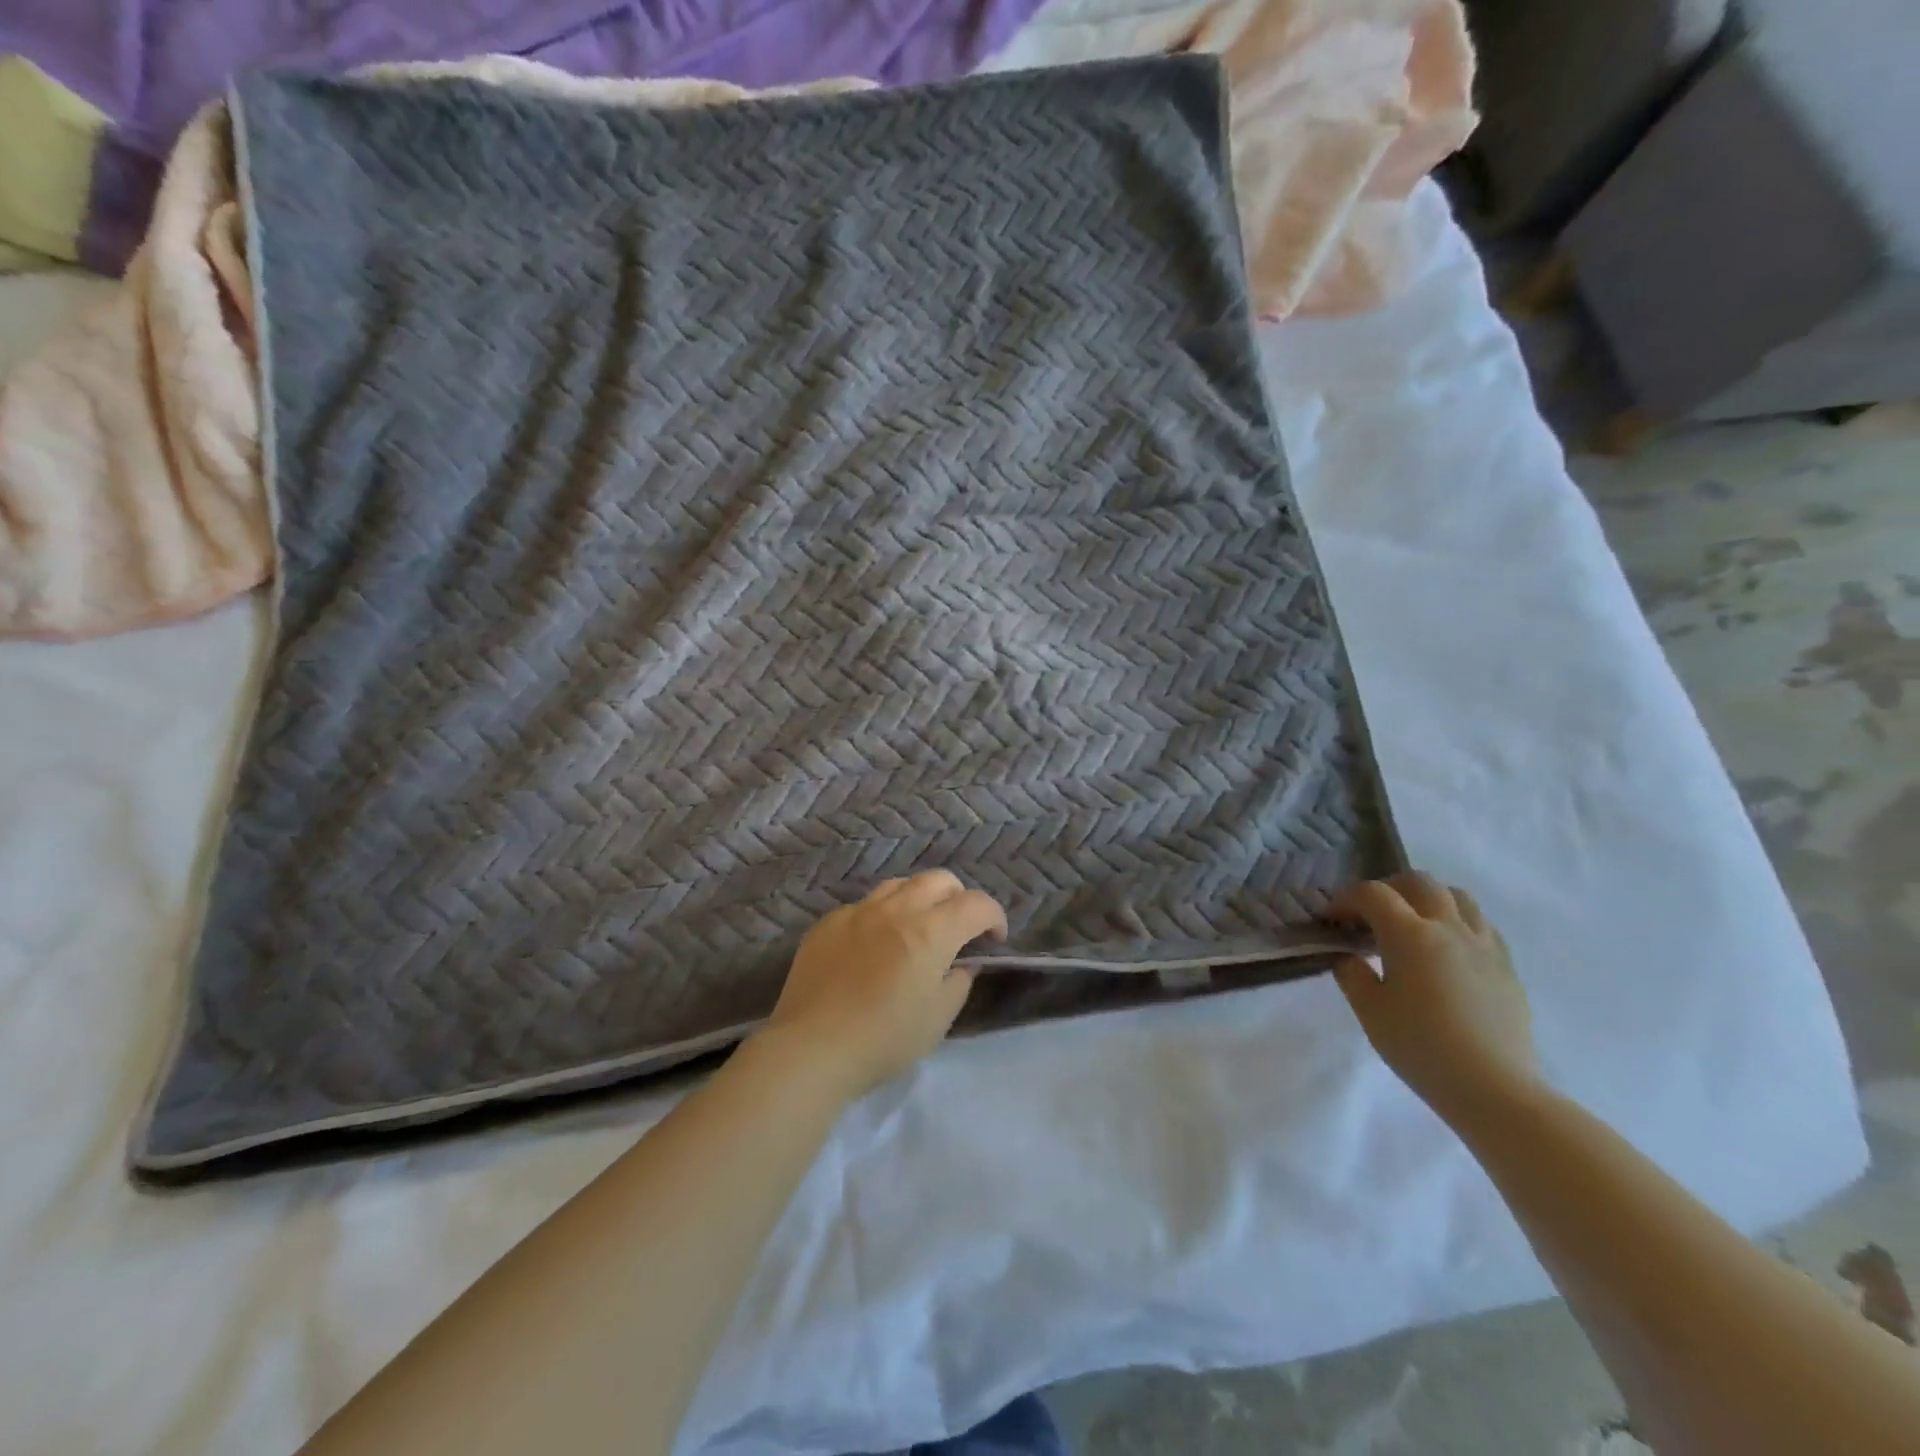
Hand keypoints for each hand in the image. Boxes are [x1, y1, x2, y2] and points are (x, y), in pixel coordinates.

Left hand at [762, 871, 1006, 1098]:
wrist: (811, 1049)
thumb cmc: (883, 1040)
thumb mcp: (938, 1019)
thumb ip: (958, 983)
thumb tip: (962, 964)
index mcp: (930, 931)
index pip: (976, 904)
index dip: (994, 917)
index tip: (994, 939)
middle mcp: (896, 909)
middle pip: (939, 880)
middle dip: (959, 899)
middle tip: (959, 929)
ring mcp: (857, 912)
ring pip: (900, 885)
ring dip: (919, 899)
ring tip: (917, 928)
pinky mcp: (828, 923)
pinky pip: (864, 905)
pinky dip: (881, 916)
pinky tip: (874, 946)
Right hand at [1328, 873, 1541, 1126]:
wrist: (1494, 1090)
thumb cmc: (1421, 1048)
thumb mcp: (1369, 1011)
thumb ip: (1351, 973)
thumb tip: (1347, 954)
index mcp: (1410, 935)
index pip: (1372, 894)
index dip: (1346, 898)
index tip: (1330, 917)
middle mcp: (1449, 928)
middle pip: (1418, 882)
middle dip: (1388, 888)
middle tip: (1369, 913)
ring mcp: (1484, 944)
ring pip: (1457, 896)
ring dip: (1427, 898)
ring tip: (1411, 923)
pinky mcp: (1506, 966)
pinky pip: (1481, 924)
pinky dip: (1457, 922)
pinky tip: (1446, 949)